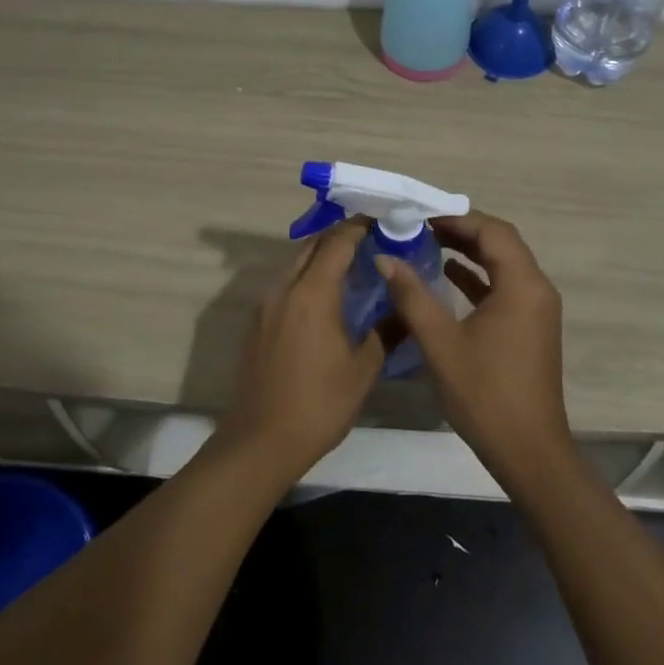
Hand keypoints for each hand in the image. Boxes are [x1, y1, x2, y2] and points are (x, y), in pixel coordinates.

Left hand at [219, 221, 383, 482]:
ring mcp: (265, 304)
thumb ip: (387, 331)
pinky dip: (306, 277)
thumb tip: (407, 308)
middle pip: (312, 245)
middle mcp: (284, 289)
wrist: (260, 441)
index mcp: (312, 294)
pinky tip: (325, 298)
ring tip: (352, 267)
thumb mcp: (363, 370)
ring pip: (295, 262)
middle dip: (340, 237)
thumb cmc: (318, 405)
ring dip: (321, 256)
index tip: (382, 223)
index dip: (359, 227)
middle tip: (371, 242)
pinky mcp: (256, 321)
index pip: (337, 243)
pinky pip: (284, 284)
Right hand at [377, 212, 572, 484]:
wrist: (529, 452)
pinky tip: (447, 275)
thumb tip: (384, 258)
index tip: (420, 216)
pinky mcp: (529, 326)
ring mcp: (536, 309)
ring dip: (469, 251)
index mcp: (522, 285)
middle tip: (420, 226)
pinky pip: (504, 286)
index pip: (493, 231)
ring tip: (428, 242)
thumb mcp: (441, 343)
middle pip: (500, 242)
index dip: (456, 218)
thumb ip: (412, 295)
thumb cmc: (485, 394)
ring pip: (503, 263)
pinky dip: (478, 276)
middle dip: (461, 230)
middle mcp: (536, 288)